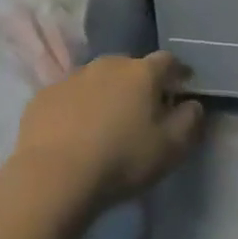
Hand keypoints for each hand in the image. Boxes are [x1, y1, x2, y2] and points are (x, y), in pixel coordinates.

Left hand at [12, 51, 204, 211]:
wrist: (54, 177)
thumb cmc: (122, 160)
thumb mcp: (171, 148)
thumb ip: (190, 121)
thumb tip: (193, 104)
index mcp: (142, 72)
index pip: (168, 61)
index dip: (178, 72)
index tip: (183, 86)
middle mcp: (108, 64)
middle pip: (130, 67)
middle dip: (139, 84)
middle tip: (141, 110)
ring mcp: (73, 77)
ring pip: (97, 79)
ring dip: (105, 94)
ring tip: (105, 122)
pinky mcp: (44, 96)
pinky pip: (69, 96)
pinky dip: (76, 107)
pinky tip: (74, 132)